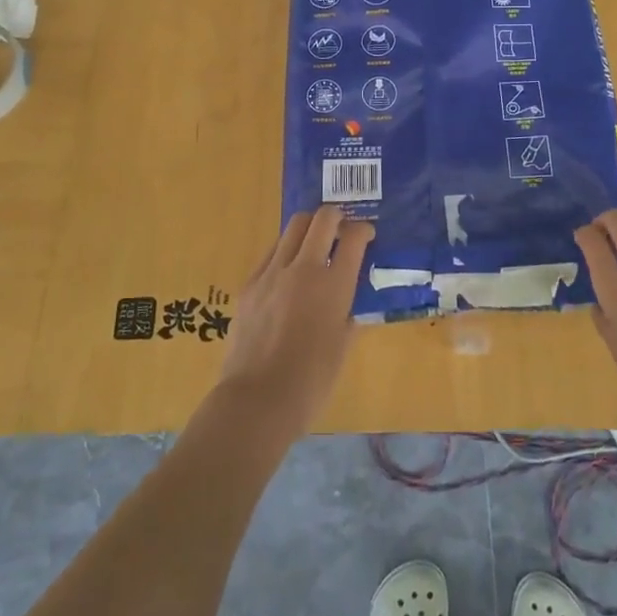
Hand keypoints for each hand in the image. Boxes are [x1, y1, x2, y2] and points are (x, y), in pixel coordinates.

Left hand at [216, 207, 373, 438]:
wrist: (257, 399)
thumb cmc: (311, 381)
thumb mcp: (342, 347)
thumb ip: (347, 316)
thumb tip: (346, 305)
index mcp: (334, 285)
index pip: (354, 237)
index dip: (363, 230)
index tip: (366, 235)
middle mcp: (304, 268)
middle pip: (321, 219)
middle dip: (336, 216)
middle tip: (341, 229)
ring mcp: (272, 273)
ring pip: (293, 227)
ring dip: (309, 228)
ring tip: (314, 244)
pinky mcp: (250, 284)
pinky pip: (271, 253)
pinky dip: (285, 252)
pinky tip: (288, 272)